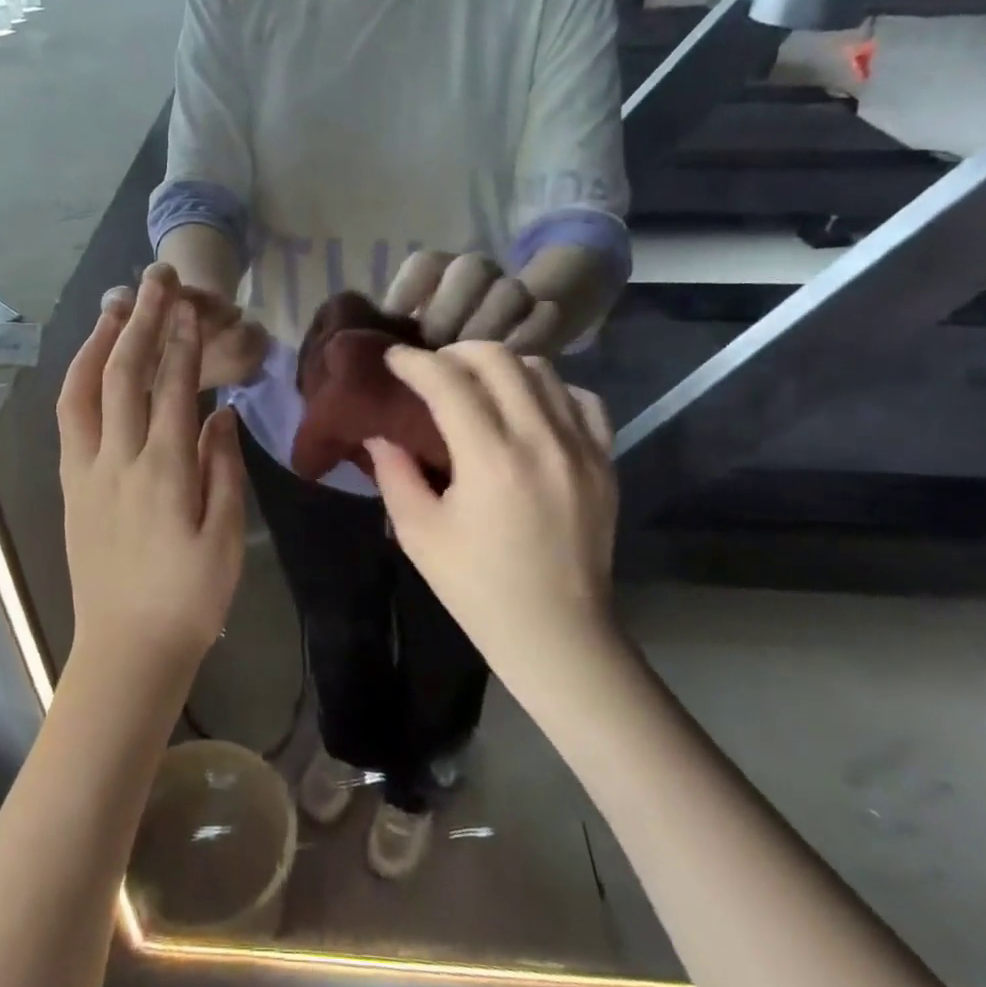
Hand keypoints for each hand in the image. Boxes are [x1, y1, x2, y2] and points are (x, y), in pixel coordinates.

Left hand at [62, 265, 246, 669]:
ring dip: (100, 342)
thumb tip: (220, 414)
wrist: (127, 649)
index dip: (181, 342)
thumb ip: (223, 470)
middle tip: (154, 278)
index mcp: (164, 473)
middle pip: (126, 375)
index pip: (172, 389)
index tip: (189, 304)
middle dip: (142, 321)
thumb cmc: (190, 598)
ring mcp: (86, 472)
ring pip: (85, 390)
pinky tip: (92, 363)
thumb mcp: (225, 538)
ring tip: (116, 305)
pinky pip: (69, 420)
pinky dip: (80, 380)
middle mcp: (118, 461)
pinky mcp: (70, 486)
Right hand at [365, 343, 619, 683]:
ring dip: (502, 367)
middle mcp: (541, 440)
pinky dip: (550, 391)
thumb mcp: (418, 534)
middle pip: (499, 360)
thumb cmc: (477, 588)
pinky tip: (529, 409)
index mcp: (491, 460)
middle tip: (433, 369)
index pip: (449, 381)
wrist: (557, 633)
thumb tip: (380, 432)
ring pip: (543, 371)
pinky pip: (582, 400)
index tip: (394, 359)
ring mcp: (581, 448)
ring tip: (478, 386)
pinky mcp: (605, 461)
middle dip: (456, 352)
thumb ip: (394, 473)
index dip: (415, 362)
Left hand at [383, 250, 565, 354]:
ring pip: (510, 290)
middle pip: (470, 269)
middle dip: (449, 311)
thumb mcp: (410, 335)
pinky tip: (508, 365)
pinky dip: (527, 340)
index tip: (396, 320)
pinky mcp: (545, 313)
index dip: (409, 289)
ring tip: (469, 362)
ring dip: (487, 327)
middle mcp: (476, 273)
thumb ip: (391, 332)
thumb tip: (356, 340)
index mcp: (438, 271)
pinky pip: (544, 316)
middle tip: (435, 348)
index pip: (424, 263)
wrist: (507, 339)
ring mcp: (513, 289)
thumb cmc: (439, 347)